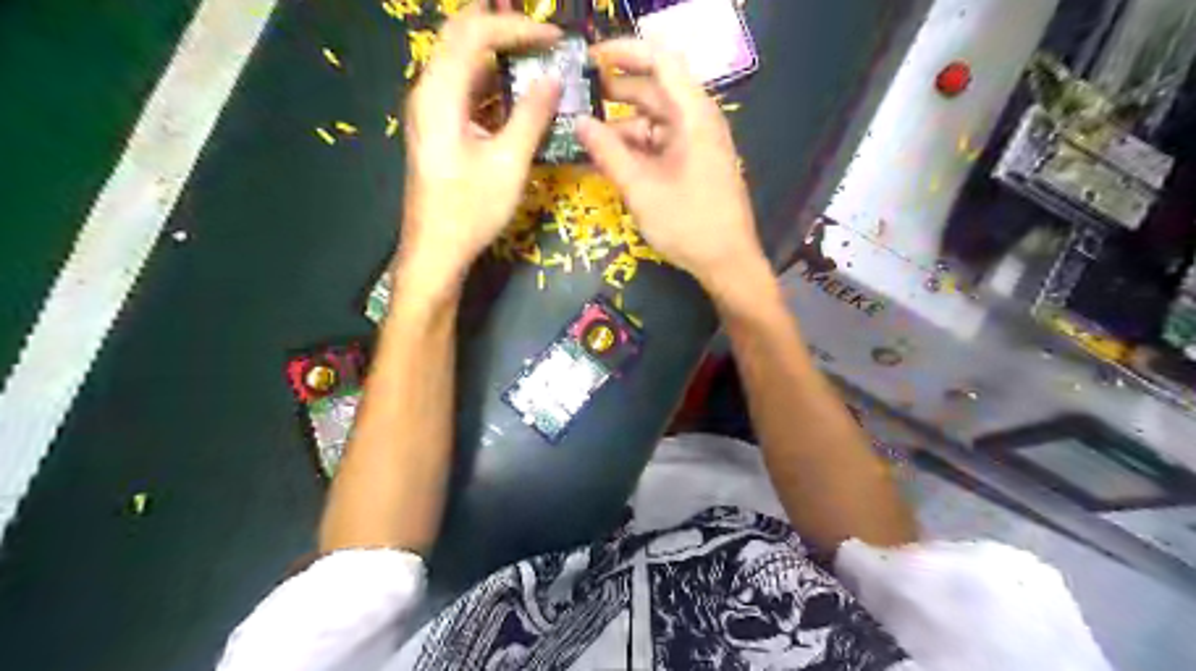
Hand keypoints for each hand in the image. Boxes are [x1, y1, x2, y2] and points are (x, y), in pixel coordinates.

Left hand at [398, 4, 564, 287]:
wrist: (437, 250)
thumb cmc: (471, 209)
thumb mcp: (509, 163)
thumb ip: (531, 116)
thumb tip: (553, 79)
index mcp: (440, 94)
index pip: (475, 33)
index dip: (516, 27)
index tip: (555, 38)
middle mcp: (429, 91)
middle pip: (460, 36)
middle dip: (500, 25)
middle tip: (540, 30)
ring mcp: (431, 110)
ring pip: (462, 61)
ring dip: (497, 50)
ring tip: (534, 49)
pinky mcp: (439, 128)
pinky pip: (465, 89)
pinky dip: (492, 80)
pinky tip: (517, 89)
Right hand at [576, 40, 765, 291]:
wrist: (727, 263)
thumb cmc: (688, 223)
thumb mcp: (641, 189)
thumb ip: (608, 152)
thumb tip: (578, 122)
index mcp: (694, 116)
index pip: (661, 61)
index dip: (625, 52)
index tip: (590, 58)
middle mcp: (698, 122)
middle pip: (655, 91)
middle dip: (615, 92)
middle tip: (576, 97)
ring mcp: (696, 144)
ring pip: (654, 121)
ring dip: (621, 126)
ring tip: (584, 135)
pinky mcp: (693, 164)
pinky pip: (660, 145)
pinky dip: (635, 148)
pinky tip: (608, 159)